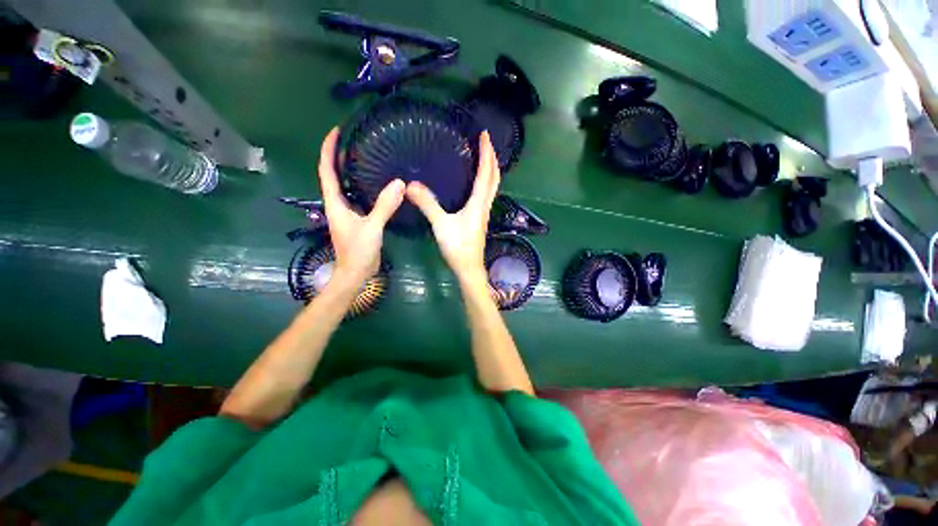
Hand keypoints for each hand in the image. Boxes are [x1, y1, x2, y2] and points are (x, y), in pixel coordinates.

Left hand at [317, 127, 403, 285]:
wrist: (356, 273)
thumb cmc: (358, 252)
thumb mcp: (372, 228)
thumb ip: (384, 206)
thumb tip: (399, 183)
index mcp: (335, 203)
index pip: (327, 171)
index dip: (328, 150)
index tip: (336, 132)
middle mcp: (338, 204)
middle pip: (334, 175)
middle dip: (339, 156)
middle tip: (355, 140)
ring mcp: (347, 212)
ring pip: (346, 186)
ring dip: (351, 170)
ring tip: (366, 156)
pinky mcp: (357, 219)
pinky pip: (358, 196)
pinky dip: (364, 186)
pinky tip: (377, 183)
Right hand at [406, 131, 499, 284]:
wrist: (469, 268)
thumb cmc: (457, 248)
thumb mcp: (441, 225)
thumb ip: (427, 204)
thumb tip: (410, 185)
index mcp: (478, 203)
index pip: (486, 173)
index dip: (487, 153)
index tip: (485, 135)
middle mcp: (484, 205)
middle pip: (495, 178)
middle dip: (493, 158)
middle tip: (487, 142)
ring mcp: (484, 213)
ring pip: (493, 186)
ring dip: (491, 170)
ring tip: (485, 157)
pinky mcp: (480, 219)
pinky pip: (487, 194)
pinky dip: (486, 182)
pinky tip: (477, 183)